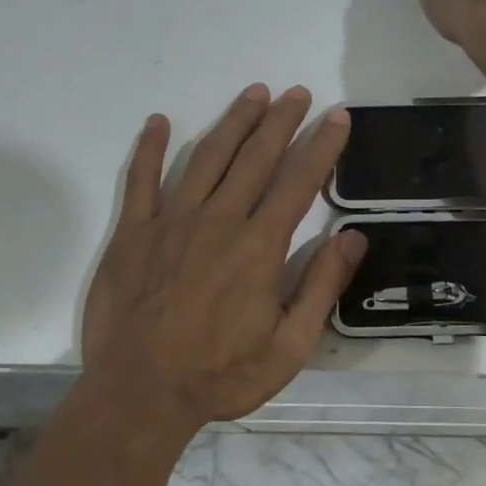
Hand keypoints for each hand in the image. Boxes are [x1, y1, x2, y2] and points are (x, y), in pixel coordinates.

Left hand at [80, 85, 366, 431]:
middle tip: (298, 92)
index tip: (337, 117)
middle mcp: (218, 221)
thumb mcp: (289, 347)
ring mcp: (170, 222)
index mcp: (258, 247)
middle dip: (280, 121)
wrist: (139, 393)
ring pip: (207, 158)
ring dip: (233, 122)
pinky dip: (149, 148)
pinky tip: (158, 122)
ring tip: (253, 94)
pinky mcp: (132, 233)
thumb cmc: (221, 375)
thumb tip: (352, 238)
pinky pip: (141, 180)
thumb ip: (321, 288)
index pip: (298, 182)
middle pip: (255, 158)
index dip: (321, 146)